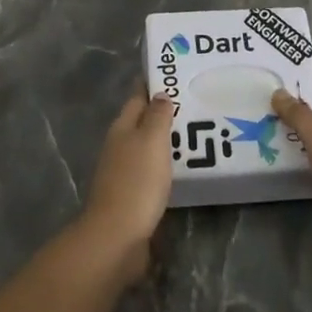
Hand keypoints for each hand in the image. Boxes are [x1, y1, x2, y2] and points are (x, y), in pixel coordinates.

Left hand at [77, 90, 173, 284]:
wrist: (117, 236)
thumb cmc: (137, 181)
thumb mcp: (152, 141)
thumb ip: (157, 116)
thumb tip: (160, 93)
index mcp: (121, 128)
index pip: (137, 97)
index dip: (152, 85)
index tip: (174, 75)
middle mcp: (118, 146)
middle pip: (140, 122)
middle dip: (161, 113)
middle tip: (192, 104)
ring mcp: (122, 172)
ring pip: (145, 147)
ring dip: (164, 140)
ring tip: (193, 134)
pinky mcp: (131, 196)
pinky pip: (150, 171)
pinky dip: (164, 165)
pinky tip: (181, 168)